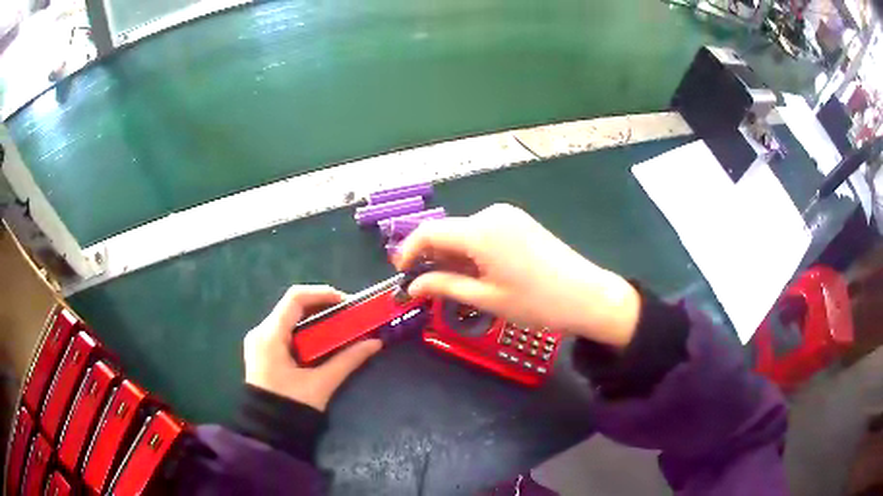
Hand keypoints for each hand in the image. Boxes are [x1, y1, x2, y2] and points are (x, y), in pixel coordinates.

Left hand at [243, 285, 381, 410]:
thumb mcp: (321, 383)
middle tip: (349, 316)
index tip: (348, 302)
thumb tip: (375, 343)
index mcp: (269, 335)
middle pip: (293, 306)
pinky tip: (323, 341)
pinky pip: (286, 331)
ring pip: (290, 318)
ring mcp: (259, 341)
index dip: (323, 293)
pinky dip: (306, 331)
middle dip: (323, 307)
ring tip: (340, 327)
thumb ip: (348, 360)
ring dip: (316, 319)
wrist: (268, 432)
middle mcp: (260, 332)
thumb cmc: (291, 406)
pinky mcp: (263, 351)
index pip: (295, 298)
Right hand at [397, 204, 639, 347]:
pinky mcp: (519, 222)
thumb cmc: (535, 302)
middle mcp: (491, 214)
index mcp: (480, 230)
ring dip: (453, 254)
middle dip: (432, 255)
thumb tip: (412, 287)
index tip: (401, 273)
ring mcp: (508, 215)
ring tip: (454, 283)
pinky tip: (478, 271)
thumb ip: (444, 287)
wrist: (586, 295)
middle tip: (427, 285)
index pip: (429, 232)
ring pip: (465, 232)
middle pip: (448, 230)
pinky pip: (484, 232)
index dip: (409, 250)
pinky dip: (472, 249)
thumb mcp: (486, 298)